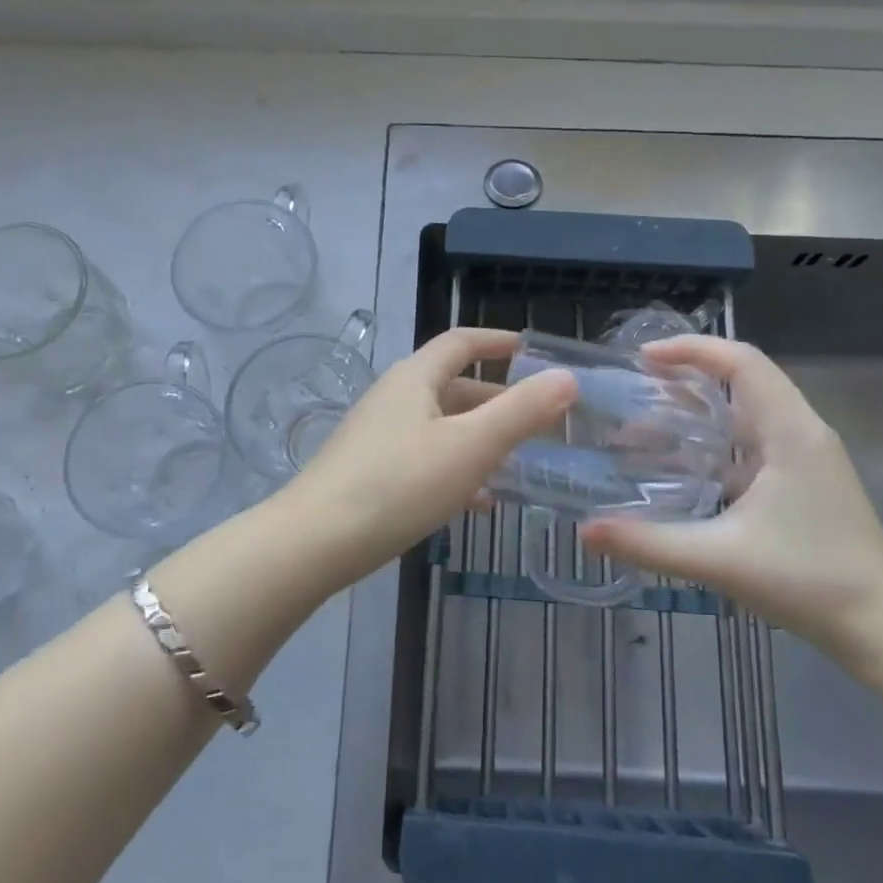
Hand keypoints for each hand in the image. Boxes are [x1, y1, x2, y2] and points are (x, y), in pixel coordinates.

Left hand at [286, 328, 576, 585]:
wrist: (316, 541)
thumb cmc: (399, 483)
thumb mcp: (470, 446)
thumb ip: (521, 412)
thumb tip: (566, 377)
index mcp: (415, 378)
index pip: (460, 343)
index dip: (495, 341)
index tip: (528, 350)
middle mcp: (394, 398)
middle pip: (452, 386)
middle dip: (495, 399)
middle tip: (536, 419)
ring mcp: (377, 435)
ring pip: (440, 426)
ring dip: (478, 437)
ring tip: (518, 461)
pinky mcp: (369, 471)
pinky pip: (424, 458)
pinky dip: (455, 468)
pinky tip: (478, 501)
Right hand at [580, 335, 882, 667]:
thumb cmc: (809, 583)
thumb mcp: (720, 559)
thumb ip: (648, 543)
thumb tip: (584, 531)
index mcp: (790, 432)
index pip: (742, 361)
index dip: (692, 349)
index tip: (643, 358)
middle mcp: (801, 431)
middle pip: (743, 378)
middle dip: (688, 374)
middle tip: (635, 385)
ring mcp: (805, 457)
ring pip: (746, 411)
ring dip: (699, 409)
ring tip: (646, 421)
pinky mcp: (803, 480)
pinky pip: (752, 441)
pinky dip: (713, 440)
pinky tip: (681, 466)